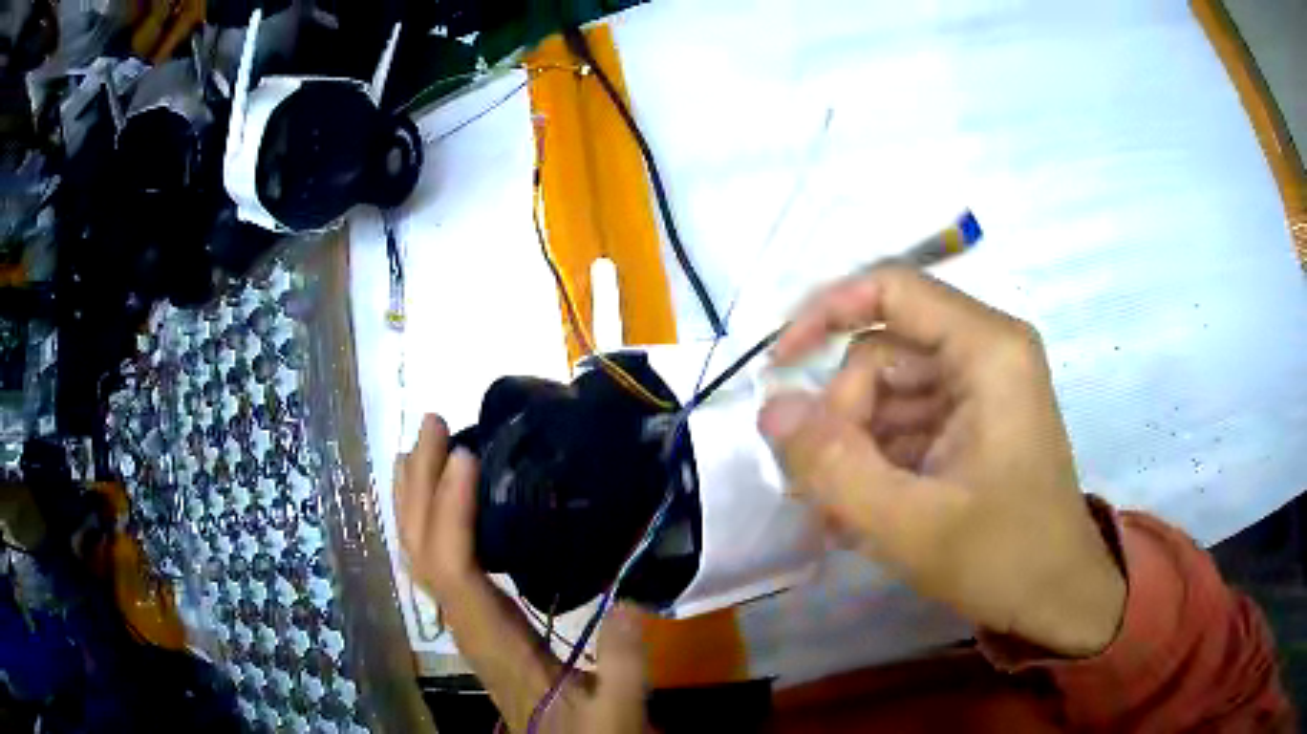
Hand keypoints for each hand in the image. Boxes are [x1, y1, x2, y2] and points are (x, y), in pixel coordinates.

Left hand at [395, 415, 651, 732]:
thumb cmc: (590, 732)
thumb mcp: (619, 708)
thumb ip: (624, 662)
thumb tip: (629, 597)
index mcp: (496, 644)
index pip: (455, 572)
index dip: (452, 514)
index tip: (469, 457)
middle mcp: (465, 627)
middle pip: (421, 552)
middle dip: (421, 486)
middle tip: (433, 425)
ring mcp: (464, 622)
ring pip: (418, 555)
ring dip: (414, 498)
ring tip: (421, 446)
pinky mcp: (474, 619)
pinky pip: (434, 563)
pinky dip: (425, 522)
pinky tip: (435, 500)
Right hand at [759, 266, 1124, 656]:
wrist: (1056, 599)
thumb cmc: (1002, 558)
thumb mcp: (911, 525)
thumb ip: (833, 467)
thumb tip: (771, 409)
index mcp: (988, 350)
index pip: (891, 288)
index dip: (824, 313)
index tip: (779, 369)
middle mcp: (986, 352)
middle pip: (883, 352)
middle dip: (843, 417)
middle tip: (824, 490)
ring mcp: (980, 388)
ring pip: (886, 391)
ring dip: (854, 447)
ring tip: (840, 514)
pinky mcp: (972, 422)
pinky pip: (905, 421)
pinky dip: (875, 460)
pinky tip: (863, 512)